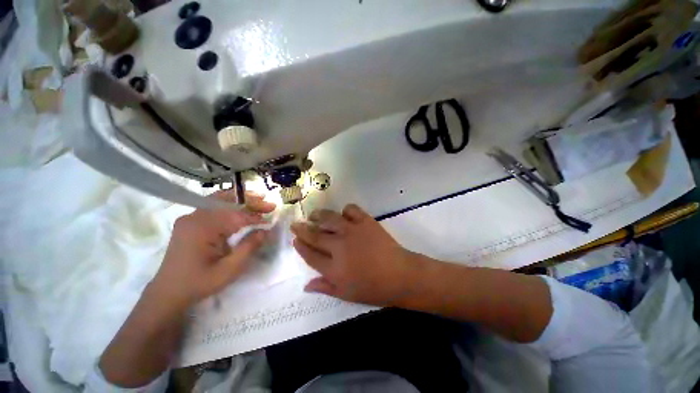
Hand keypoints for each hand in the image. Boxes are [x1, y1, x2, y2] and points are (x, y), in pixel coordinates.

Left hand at [149, 190, 275, 310]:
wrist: (168, 293)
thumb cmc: (199, 283)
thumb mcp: (229, 269)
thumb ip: (249, 247)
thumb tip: (266, 231)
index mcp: (202, 228)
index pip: (235, 215)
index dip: (255, 216)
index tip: (271, 217)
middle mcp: (194, 217)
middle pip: (227, 202)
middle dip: (250, 201)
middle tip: (269, 204)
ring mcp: (190, 218)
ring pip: (220, 202)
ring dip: (241, 202)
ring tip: (259, 201)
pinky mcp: (190, 223)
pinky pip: (213, 209)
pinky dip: (230, 207)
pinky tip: (241, 209)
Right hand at [291, 204, 420, 305]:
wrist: (400, 274)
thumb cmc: (374, 288)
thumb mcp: (347, 294)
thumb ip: (325, 287)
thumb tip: (306, 286)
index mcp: (334, 268)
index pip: (310, 255)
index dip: (300, 247)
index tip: (295, 240)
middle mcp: (339, 247)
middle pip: (315, 235)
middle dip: (302, 229)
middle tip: (295, 224)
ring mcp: (352, 231)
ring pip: (329, 218)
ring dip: (318, 216)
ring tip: (313, 215)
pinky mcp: (365, 221)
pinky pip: (351, 210)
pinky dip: (345, 210)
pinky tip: (343, 214)